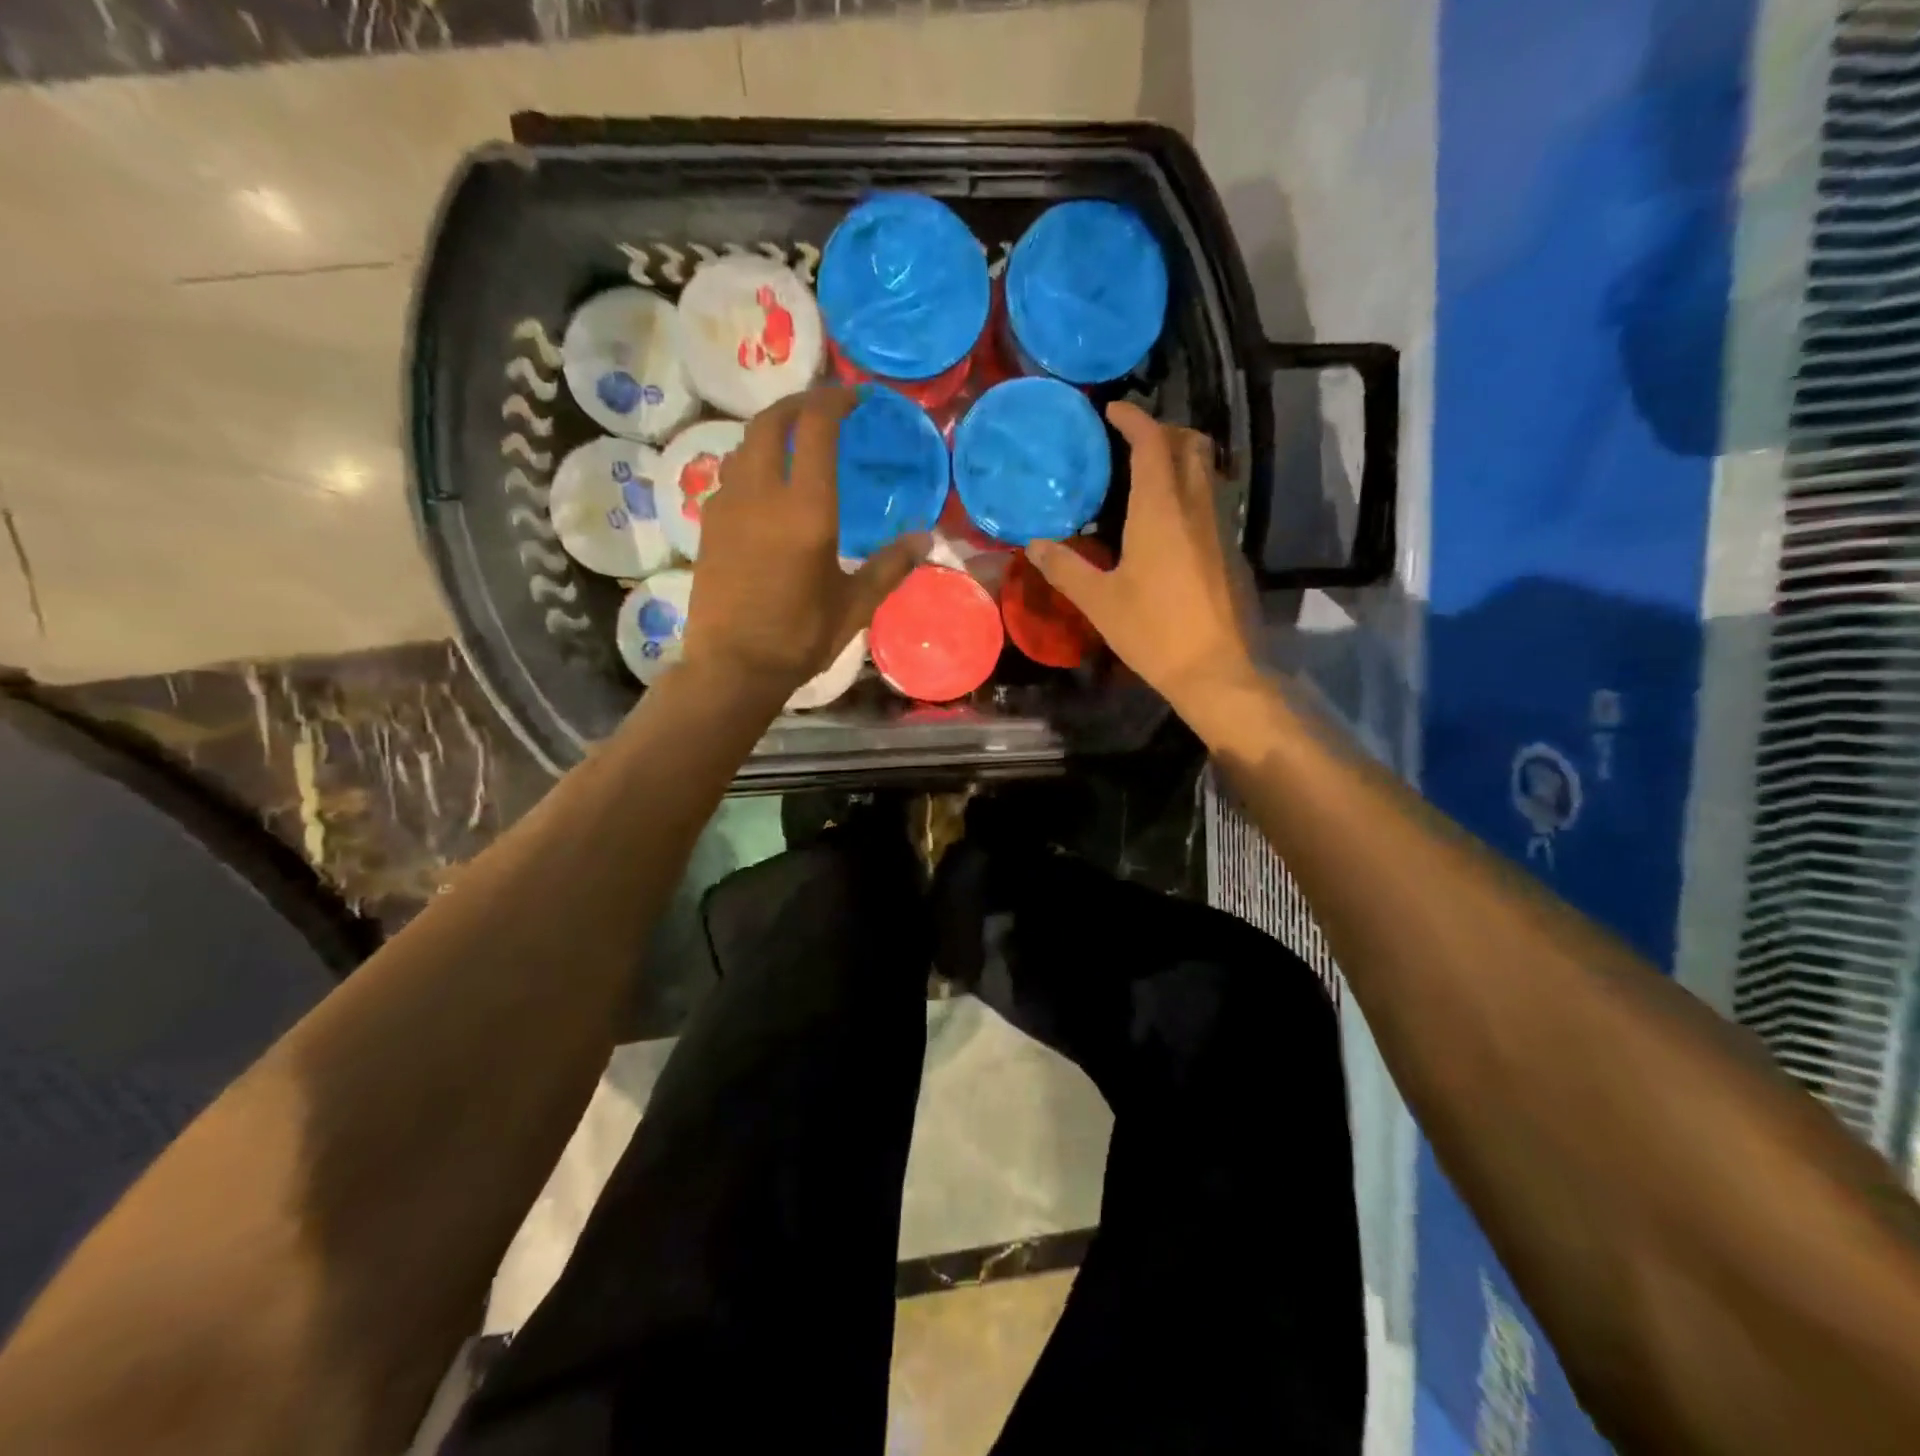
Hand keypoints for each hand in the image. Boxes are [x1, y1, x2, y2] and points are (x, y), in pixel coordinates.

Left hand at [683, 387, 927, 694]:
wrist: (733, 667)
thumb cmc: (800, 637)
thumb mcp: (855, 605)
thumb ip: (890, 566)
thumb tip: (925, 539)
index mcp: (805, 509)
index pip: (815, 427)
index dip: (836, 400)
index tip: (856, 398)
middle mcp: (761, 493)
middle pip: (770, 420)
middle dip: (799, 402)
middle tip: (825, 407)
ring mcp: (727, 506)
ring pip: (744, 444)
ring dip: (771, 430)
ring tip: (795, 442)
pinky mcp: (708, 524)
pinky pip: (730, 474)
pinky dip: (752, 461)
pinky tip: (768, 487)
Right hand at [1025, 402, 1256, 714]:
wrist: (1215, 669)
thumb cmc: (1152, 631)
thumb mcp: (1099, 601)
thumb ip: (1065, 568)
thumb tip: (1035, 545)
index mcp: (1160, 509)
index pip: (1152, 443)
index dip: (1133, 419)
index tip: (1113, 411)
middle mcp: (1196, 506)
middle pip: (1190, 444)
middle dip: (1164, 430)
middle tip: (1132, 440)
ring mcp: (1220, 527)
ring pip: (1207, 471)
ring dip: (1181, 458)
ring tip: (1147, 475)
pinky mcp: (1232, 550)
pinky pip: (1212, 500)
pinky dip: (1190, 490)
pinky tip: (1169, 522)